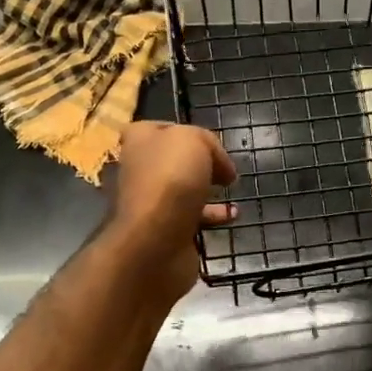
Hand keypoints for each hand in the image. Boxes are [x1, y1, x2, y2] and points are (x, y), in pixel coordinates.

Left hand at [106, 121, 236, 298]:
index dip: (187, 132)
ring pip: (183, 190)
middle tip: (224, 167)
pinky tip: (233, 215)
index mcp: (139, 142)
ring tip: (232, 188)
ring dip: (208, 190)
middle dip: (201, 162)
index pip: (160, 128)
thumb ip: (207, 141)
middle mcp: (140, 170)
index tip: (212, 142)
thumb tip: (220, 166)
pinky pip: (193, 218)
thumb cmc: (170, 181)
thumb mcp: (194, 140)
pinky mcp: (165, 231)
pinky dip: (213, 216)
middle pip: (173, 160)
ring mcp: (151, 203)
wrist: (155, 242)